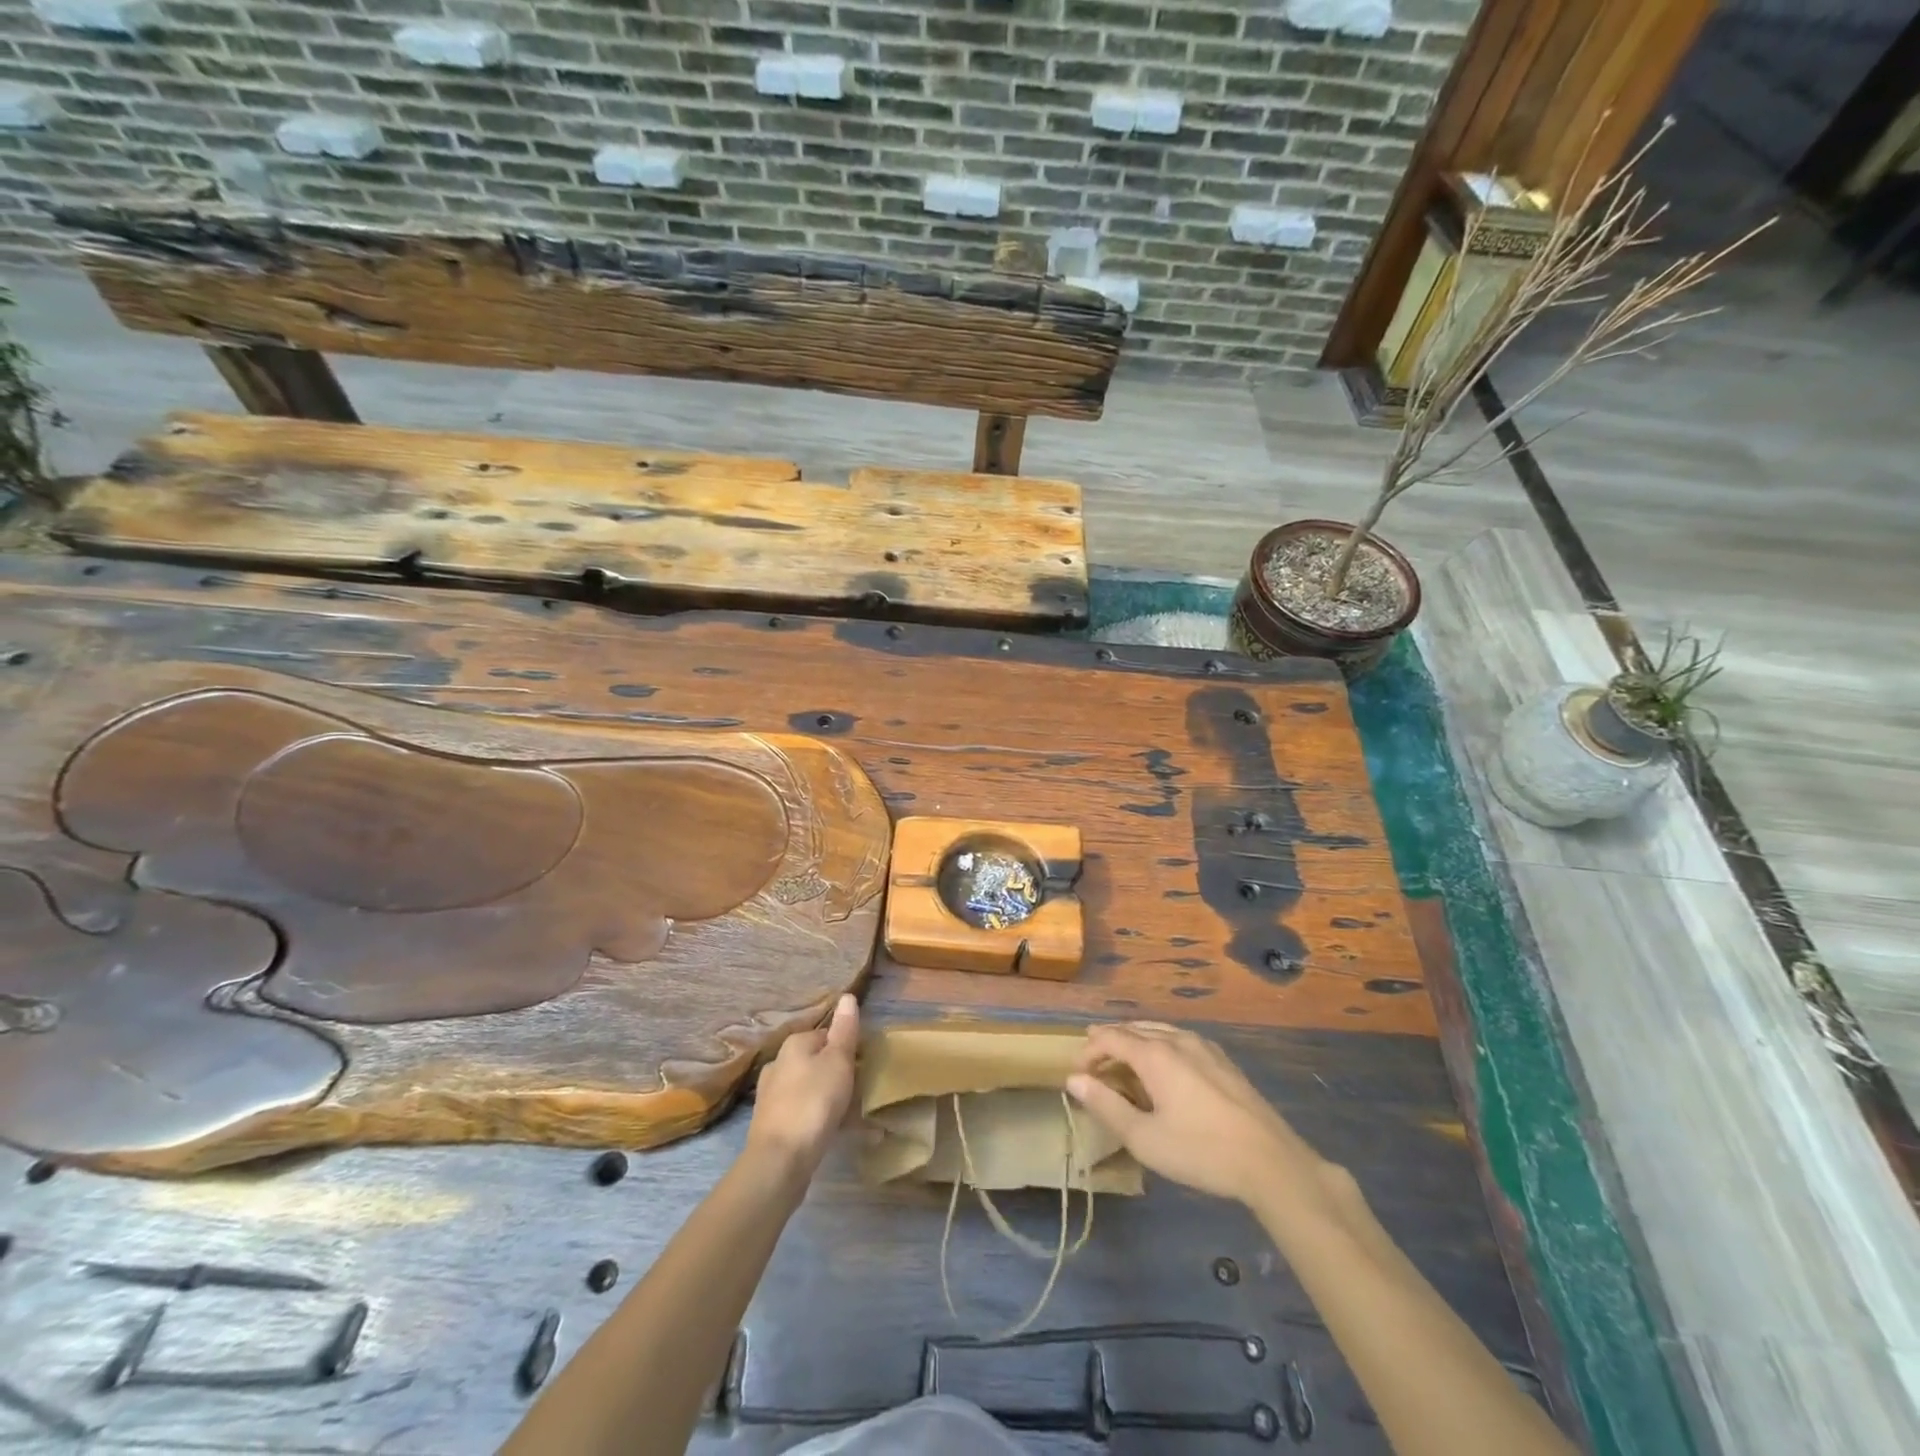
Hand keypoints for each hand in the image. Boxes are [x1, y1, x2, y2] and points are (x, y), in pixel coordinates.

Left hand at [745, 993, 858, 1180]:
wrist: (779, 1160)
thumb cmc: (814, 1102)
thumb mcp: (838, 1061)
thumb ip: (844, 1030)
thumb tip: (847, 996)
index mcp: (794, 1044)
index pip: (826, 1035)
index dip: (847, 1048)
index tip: (863, 1066)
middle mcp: (778, 1064)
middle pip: (816, 1062)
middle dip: (837, 1074)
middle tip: (860, 1092)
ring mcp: (771, 1095)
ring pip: (809, 1088)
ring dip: (829, 1098)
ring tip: (852, 1117)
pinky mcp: (772, 1124)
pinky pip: (803, 1113)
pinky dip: (819, 1119)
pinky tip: (834, 1135)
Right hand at [1067, 1023, 1344, 1214]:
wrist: (1271, 1162)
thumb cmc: (1201, 1151)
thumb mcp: (1144, 1138)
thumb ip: (1106, 1106)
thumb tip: (1074, 1080)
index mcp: (1155, 1054)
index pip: (1110, 1037)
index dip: (1089, 1050)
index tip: (1077, 1072)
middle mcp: (1177, 1040)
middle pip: (1134, 1029)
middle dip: (1109, 1042)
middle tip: (1093, 1063)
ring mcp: (1204, 1047)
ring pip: (1159, 1030)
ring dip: (1135, 1041)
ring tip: (1123, 1060)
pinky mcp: (1224, 1061)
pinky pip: (1180, 1039)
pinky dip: (1159, 1045)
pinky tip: (1164, 1066)